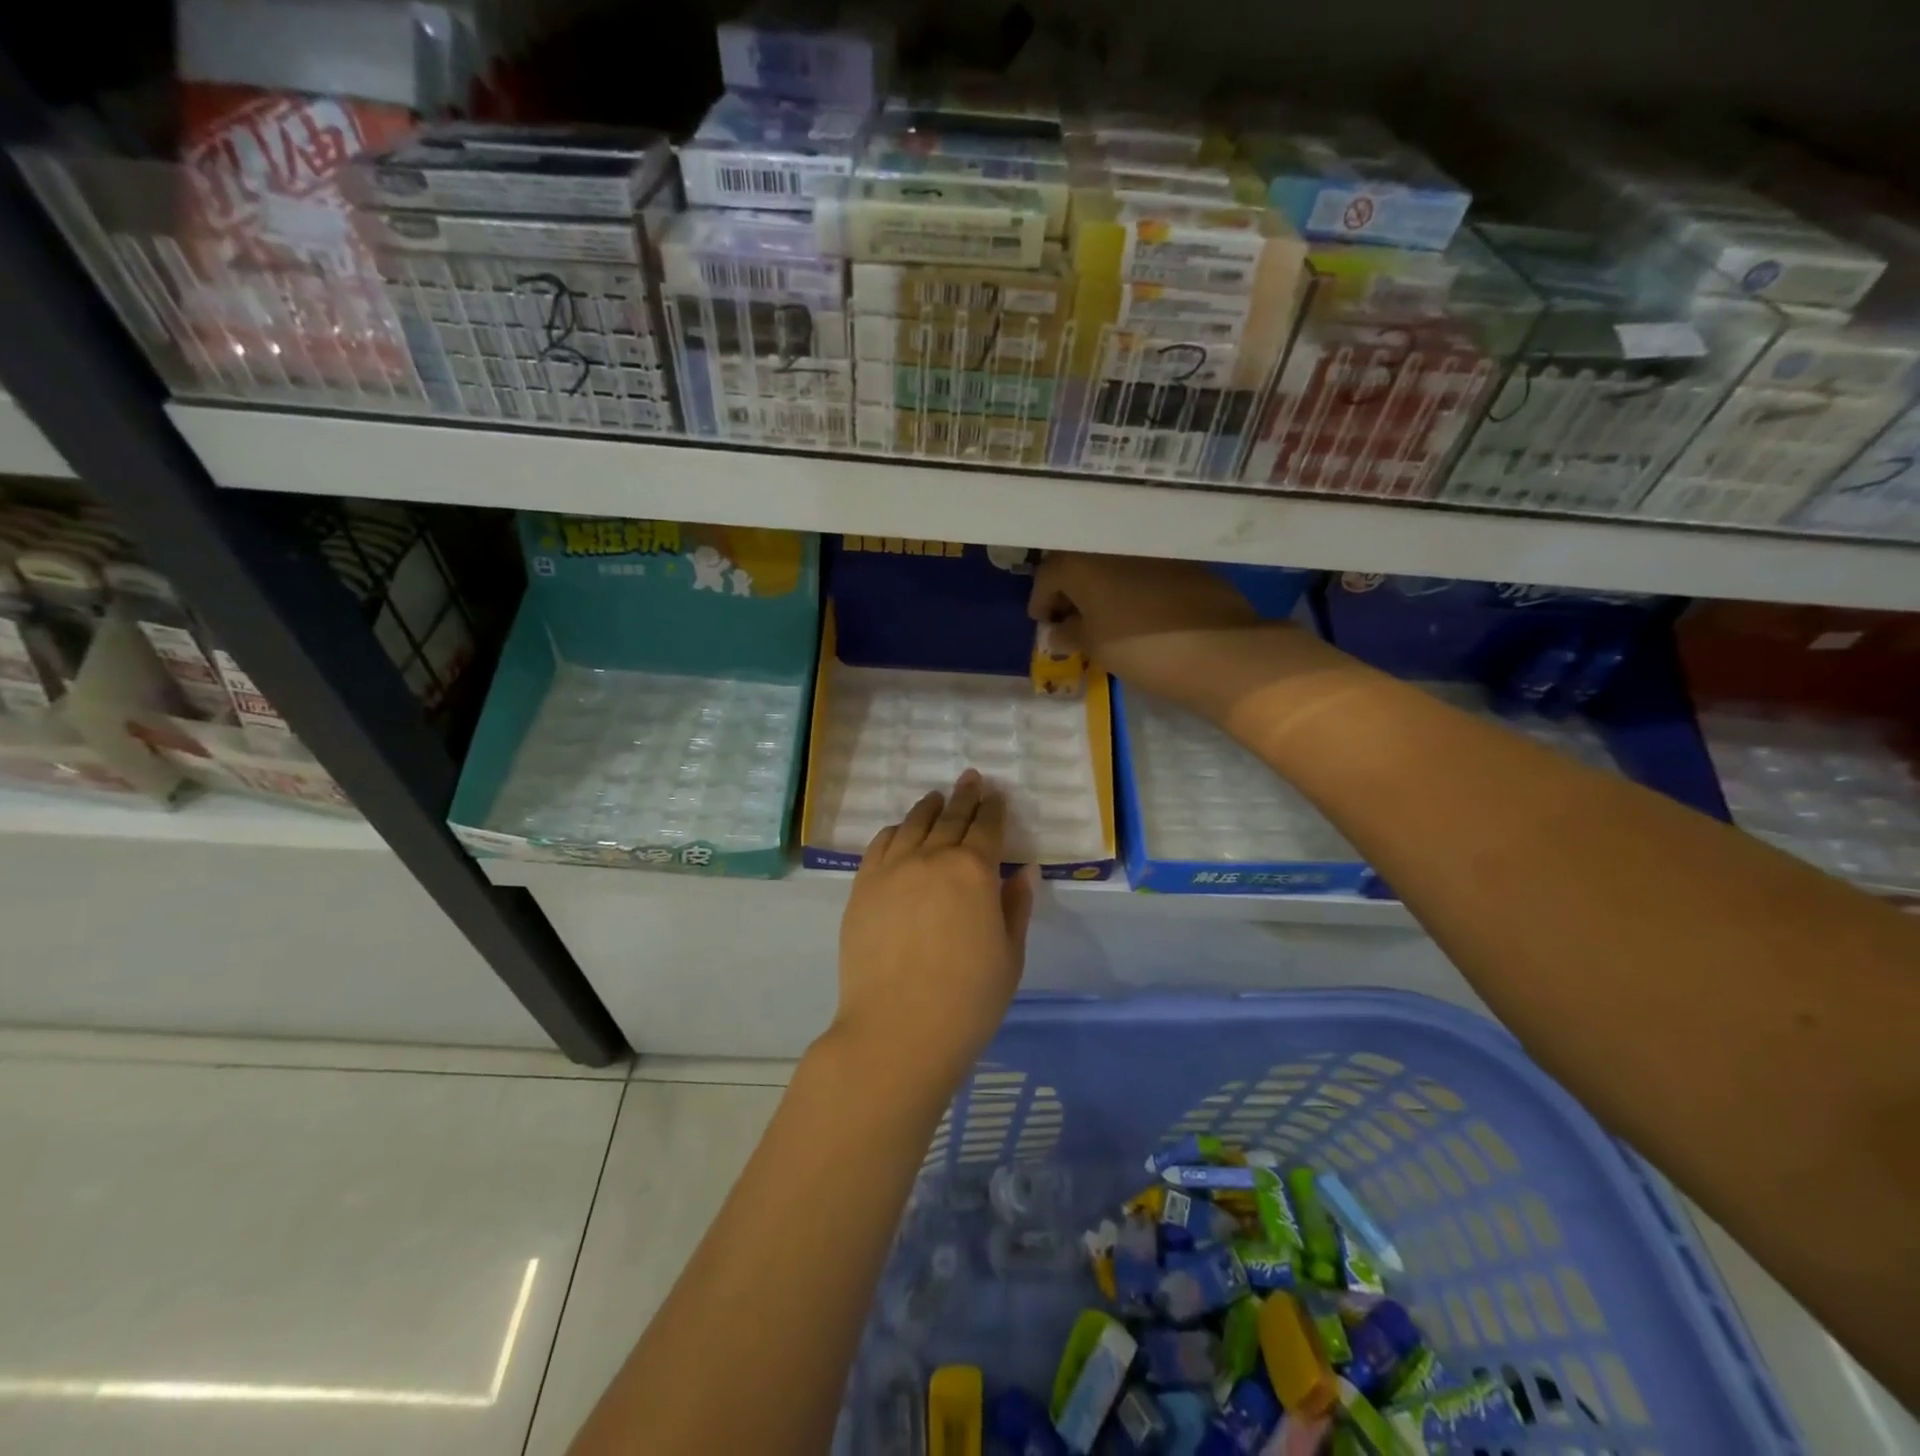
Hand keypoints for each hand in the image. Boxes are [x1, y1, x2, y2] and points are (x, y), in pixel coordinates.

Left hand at [831, 771, 1035, 1092]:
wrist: (897, 1030)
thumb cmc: (968, 1000)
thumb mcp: (1009, 956)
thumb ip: (1015, 907)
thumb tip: (1022, 871)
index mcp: (974, 871)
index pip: (987, 827)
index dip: (994, 809)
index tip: (996, 795)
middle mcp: (932, 858)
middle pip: (950, 817)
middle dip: (965, 796)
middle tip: (971, 778)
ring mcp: (892, 869)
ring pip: (912, 825)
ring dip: (928, 807)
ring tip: (936, 798)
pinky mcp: (862, 887)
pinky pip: (880, 845)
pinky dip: (894, 831)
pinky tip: (899, 830)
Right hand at [1028, 552, 1299, 725]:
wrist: (1219, 650)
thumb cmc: (1142, 649)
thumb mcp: (1096, 647)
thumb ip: (1070, 634)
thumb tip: (1057, 631)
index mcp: (1082, 562)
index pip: (1047, 575)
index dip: (1041, 601)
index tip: (1044, 623)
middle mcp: (1112, 545)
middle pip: (1079, 562)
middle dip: (1070, 588)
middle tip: (1069, 617)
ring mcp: (1150, 548)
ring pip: (1112, 563)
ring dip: (1101, 585)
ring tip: (1102, 615)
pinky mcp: (1181, 559)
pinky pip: (1142, 567)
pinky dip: (1131, 584)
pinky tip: (1136, 610)